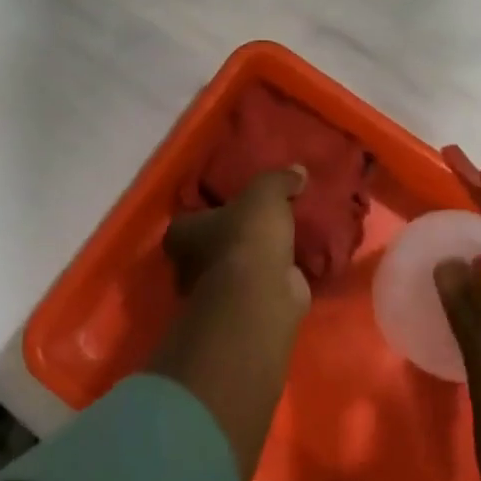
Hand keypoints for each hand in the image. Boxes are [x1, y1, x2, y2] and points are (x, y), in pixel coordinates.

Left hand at [163, 166, 309, 310]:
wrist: (260, 296)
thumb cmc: (246, 237)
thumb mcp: (264, 194)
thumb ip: (278, 180)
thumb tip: (297, 171)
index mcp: (182, 233)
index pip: (192, 215)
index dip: (212, 207)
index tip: (235, 200)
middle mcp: (189, 265)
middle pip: (213, 243)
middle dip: (235, 235)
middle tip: (264, 219)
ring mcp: (216, 292)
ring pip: (237, 266)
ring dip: (256, 258)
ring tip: (286, 239)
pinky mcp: (243, 309)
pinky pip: (259, 284)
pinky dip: (275, 278)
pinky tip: (296, 265)